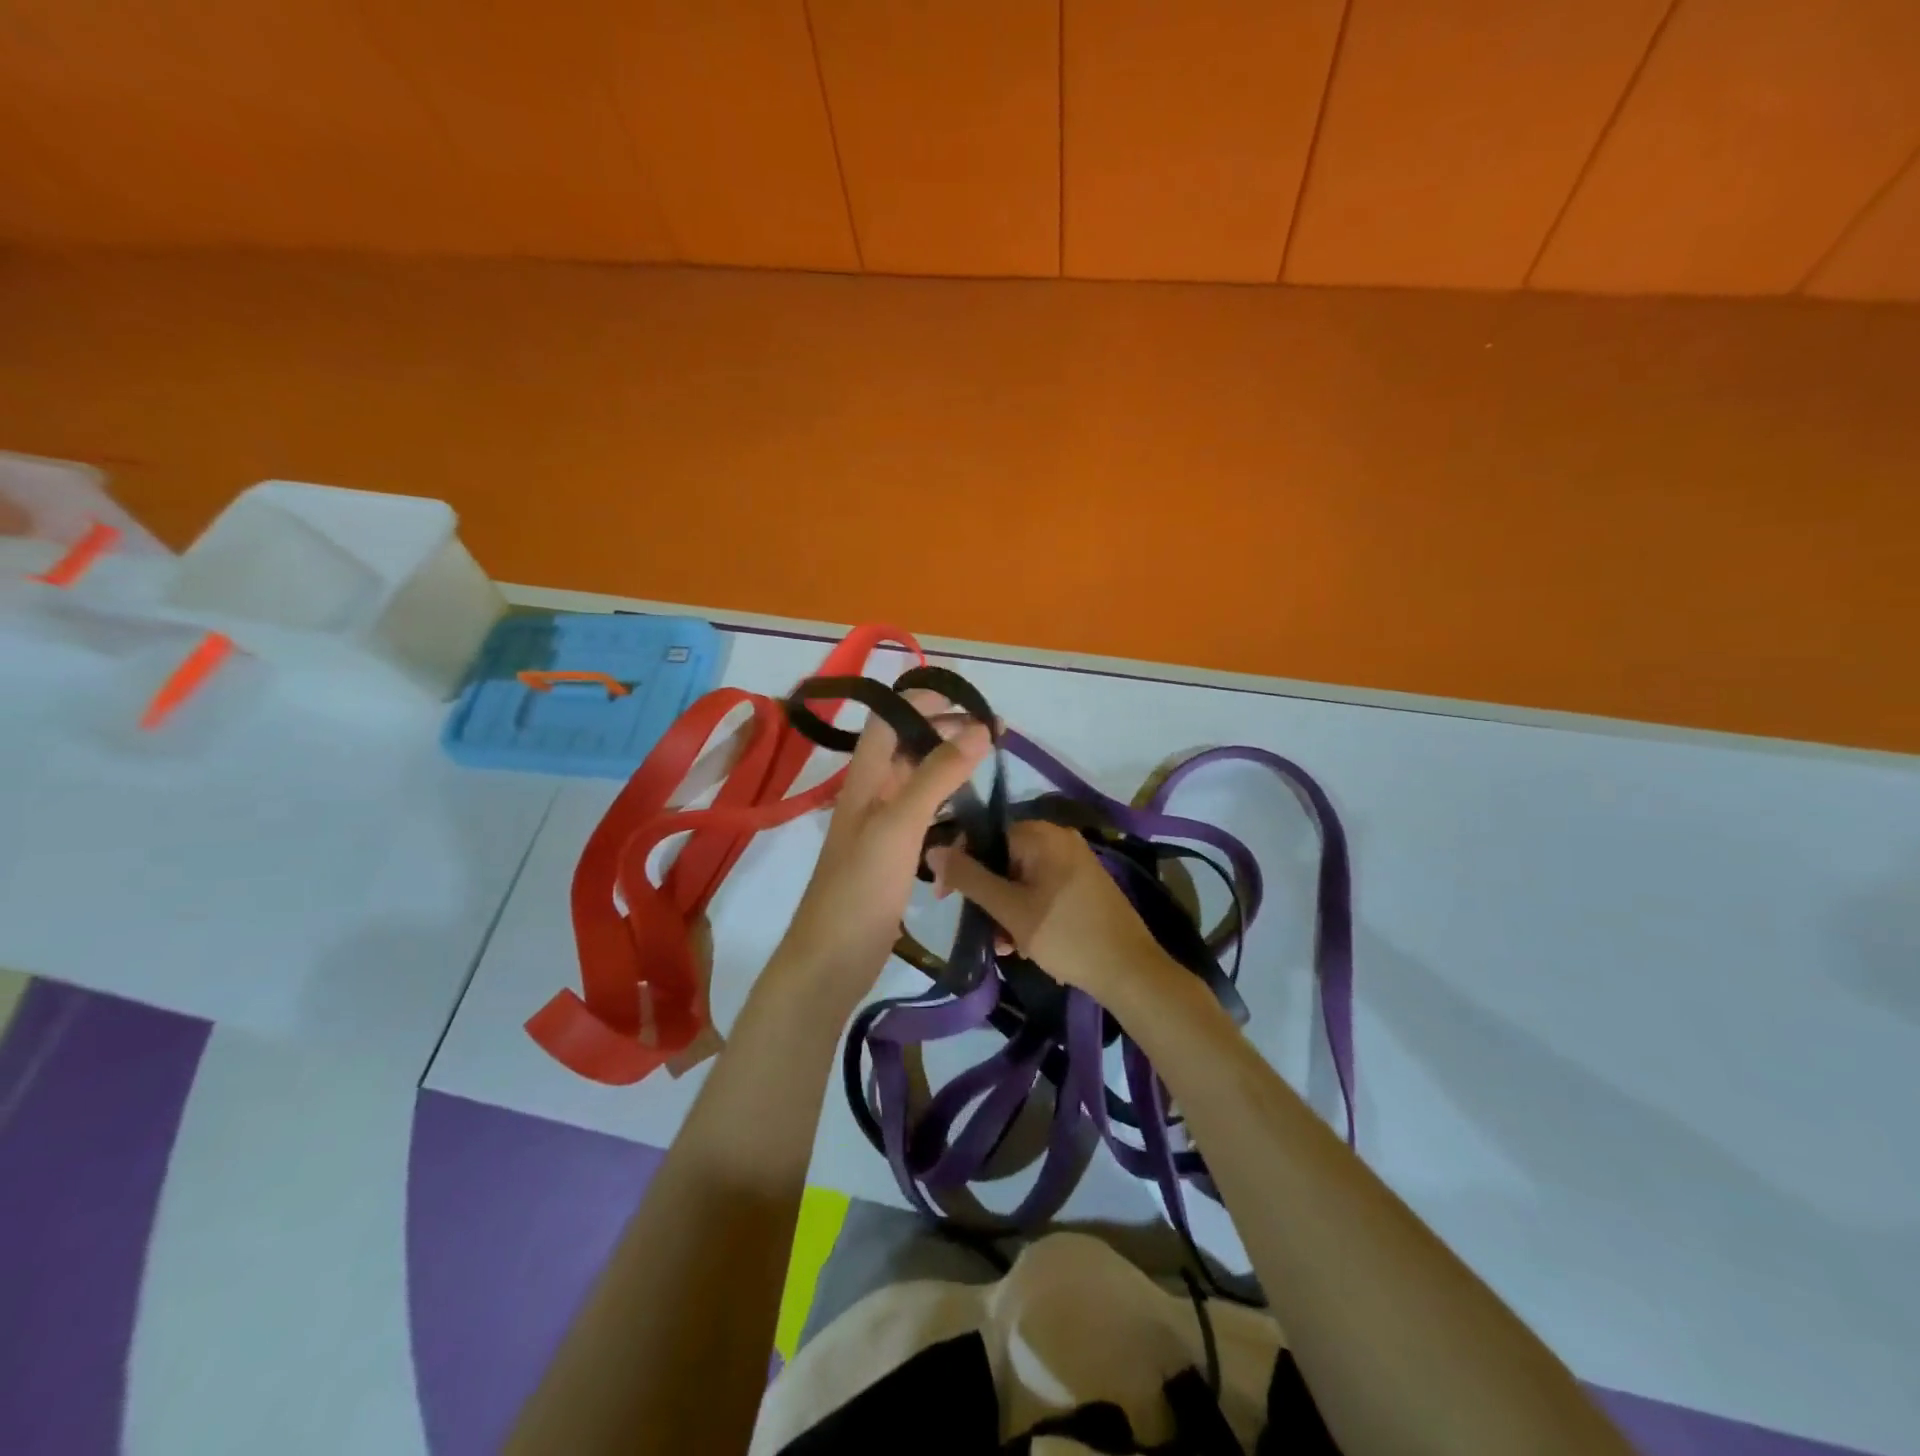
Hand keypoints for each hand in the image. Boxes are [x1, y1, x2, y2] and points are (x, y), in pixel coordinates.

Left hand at [771, 690, 990, 1009]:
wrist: (832, 961)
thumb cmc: (861, 888)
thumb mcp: (900, 824)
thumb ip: (938, 774)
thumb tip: (981, 727)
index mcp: (865, 777)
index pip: (890, 718)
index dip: (925, 699)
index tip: (973, 699)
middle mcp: (872, 793)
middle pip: (908, 745)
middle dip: (947, 730)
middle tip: (995, 732)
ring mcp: (882, 826)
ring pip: (918, 779)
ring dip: (950, 766)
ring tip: (991, 763)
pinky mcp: (894, 855)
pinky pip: (925, 815)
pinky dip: (948, 804)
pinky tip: (972, 812)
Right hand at [928, 820, 1176, 1002]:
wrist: (1129, 970)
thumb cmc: (1066, 935)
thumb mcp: (1009, 909)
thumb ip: (969, 878)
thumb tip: (933, 849)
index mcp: (1042, 835)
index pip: (986, 836)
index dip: (962, 865)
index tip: (945, 898)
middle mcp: (1060, 839)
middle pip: (1003, 859)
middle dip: (989, 896)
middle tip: (986, 931)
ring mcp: (1075, 862)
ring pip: (1022, 879)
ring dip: (1007, 911)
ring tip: (1008, 947)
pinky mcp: (1084, 885)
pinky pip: (1043, 890)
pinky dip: (1029, 913)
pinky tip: (1027, 946)